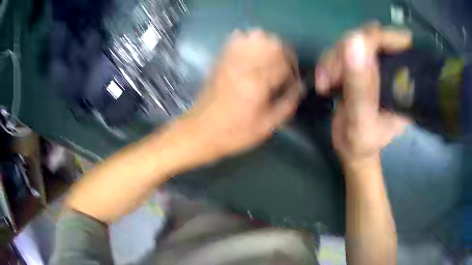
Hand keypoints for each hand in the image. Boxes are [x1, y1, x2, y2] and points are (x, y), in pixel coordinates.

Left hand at [181, 29, 300, 161]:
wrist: (200, 131)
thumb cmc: (234, 133)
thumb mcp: (266, 127)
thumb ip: (287, 104)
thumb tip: (299, 88)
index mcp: (257, 83)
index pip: (284, 63)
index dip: (294, 71)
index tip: (293, 82)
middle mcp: (244, 66)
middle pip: (272, 42)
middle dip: (285, 53)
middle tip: (285, 69)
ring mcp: (230, 60)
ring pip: (256, 36)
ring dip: (269, 45)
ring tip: (270, 60)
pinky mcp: (220, 60)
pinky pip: (236, 39)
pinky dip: (249, 41)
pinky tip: (252, 54)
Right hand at [315, 23, 410, 165]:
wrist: (352, 149)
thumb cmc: (361, 143)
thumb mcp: (361, 120)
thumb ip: (360, 86)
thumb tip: (354, 40)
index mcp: (404, 83)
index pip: (397, 42)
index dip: (375, 37)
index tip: (350, 51)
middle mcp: (393, 68)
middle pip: (370, 36)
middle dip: (346, 51)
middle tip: (332, 75)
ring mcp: (376, 65)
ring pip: (353, 41)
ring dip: (334, 58)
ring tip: (324, 82)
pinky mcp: (361, 66)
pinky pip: (343, 51)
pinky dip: (329, 62)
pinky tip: (324, 81)